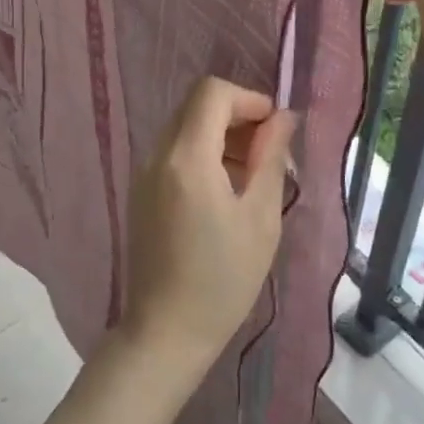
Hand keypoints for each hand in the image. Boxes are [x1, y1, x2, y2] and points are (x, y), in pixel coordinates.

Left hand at [122, 77, 296, 369]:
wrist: (166, 330)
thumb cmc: (223, 280)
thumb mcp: (260, 219)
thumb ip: (270, 160)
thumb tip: (282, 120)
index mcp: (187, 158)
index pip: (212, 93)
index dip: (249, 99)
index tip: (275, 130)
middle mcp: (158, 155)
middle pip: (196, 105)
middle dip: (237, 116)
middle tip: (269, 153)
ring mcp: (144, 172)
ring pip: (184, 126)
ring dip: (220, 135)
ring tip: (253, 175)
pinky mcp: (141, 190)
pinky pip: (174, 151)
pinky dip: (202, 153)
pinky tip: (225, 191)